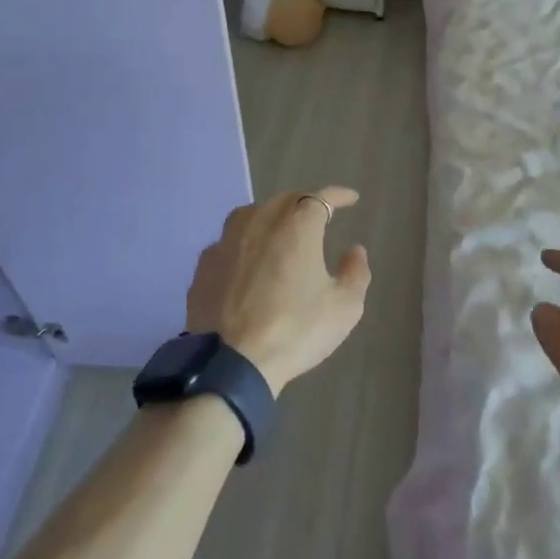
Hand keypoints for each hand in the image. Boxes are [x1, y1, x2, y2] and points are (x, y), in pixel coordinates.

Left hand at [185, 187, 371, 395]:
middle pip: (283, 200)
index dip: (338, 195)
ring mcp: (226, 244)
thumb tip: (354, 251)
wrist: (233, 363)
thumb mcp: (344, 308)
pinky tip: (245, 259)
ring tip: (279, 229)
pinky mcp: (204, 267)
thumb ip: (355, 273)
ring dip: (269, 215)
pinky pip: (227, 242)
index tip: (351, 198)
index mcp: (296, 228)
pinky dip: (242, 243)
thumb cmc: (296, 331)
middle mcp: (259, 224)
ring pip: (250, 215)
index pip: (320, 198)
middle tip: (317, 214)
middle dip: (304, 202)